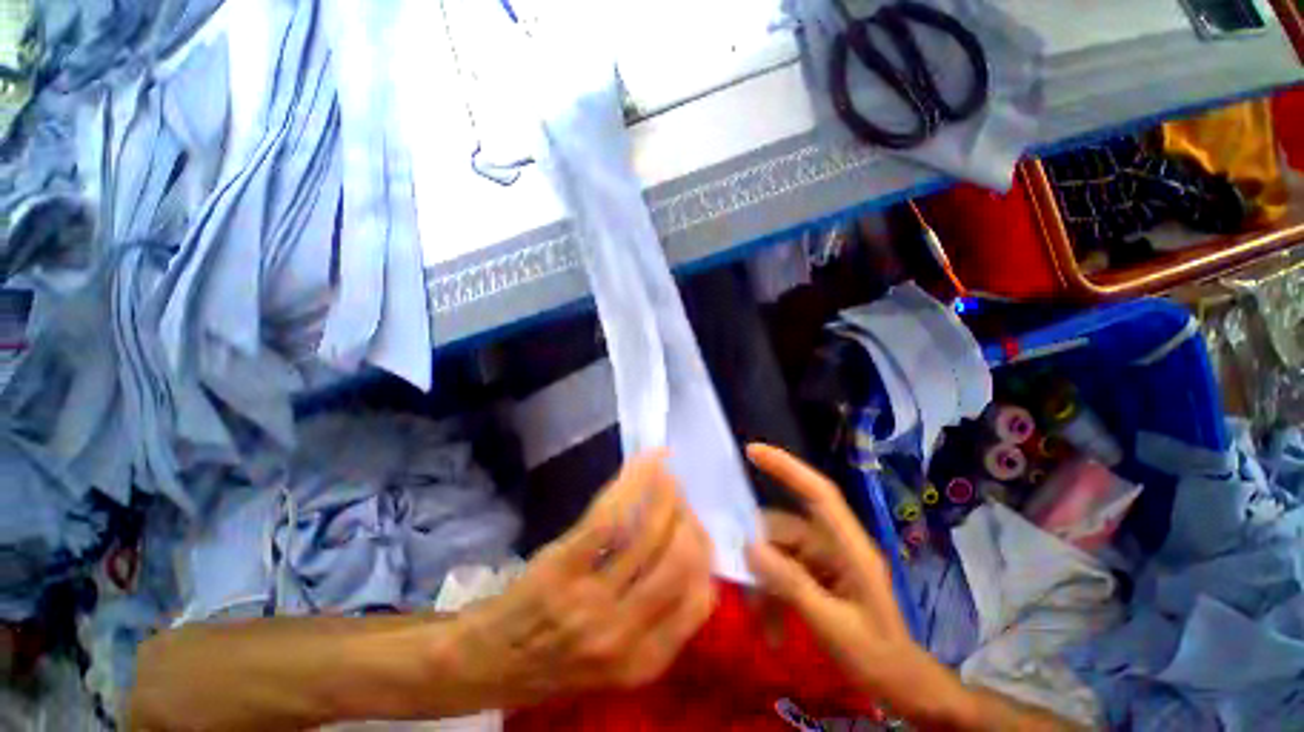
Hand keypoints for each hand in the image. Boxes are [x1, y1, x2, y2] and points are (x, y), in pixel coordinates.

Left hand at [448, 451, 716, 706]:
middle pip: (678, 560)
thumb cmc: (555, 660)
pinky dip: (634, 482)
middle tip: (680, 497)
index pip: (699, 600)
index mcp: (643, 662)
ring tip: (666, 472)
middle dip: (687, 518)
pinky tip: (646, 463)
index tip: (695, 527)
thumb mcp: (617, 663)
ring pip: (646, 531)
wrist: (487, 661)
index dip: (704, 555)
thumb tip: (691, 560)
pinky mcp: (562, 567)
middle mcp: (622, 633)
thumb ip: (659, 623)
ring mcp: (589, 599)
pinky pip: (610, 517)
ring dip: (664, 492)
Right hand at [743, 444, 971, 725]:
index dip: (787, 467)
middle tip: (746, 591)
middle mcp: (833, 545)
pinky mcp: (813, 576)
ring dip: (764, 585)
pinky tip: (772, 628)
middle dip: (761, 557)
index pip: (819, 493)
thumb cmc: (877, 657)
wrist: (901, 687)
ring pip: (777, 553)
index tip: (752, 451)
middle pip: (784, 529)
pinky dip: (770, 596)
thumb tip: (750, 547)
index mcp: (850, 547)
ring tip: (763, 623)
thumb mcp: (835, 627)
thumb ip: (792, 585)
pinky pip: (780, 572)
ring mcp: (822, 561)